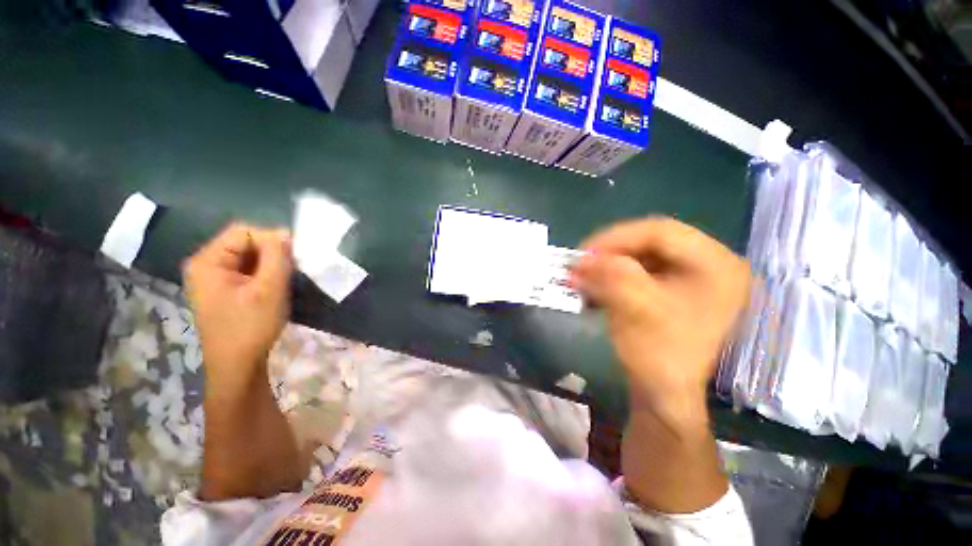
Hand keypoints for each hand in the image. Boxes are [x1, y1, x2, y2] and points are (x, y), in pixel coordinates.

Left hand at [183, 223, 292, 385]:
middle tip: (291, 271)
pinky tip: (274, 287)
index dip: (271, 239)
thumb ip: (277, 256)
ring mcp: (213, 278)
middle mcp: (206, 264)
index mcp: (208, 261)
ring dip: (270, 264)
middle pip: (244, 243)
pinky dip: (265, 274)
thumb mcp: (269, 289)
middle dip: (271, 253)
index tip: (292, 259)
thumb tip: (285, 232)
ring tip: (284, 281)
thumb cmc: (251, 326)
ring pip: (249, 257)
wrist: (237, 365)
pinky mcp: (223, 289)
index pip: (243, 232)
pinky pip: (247, 270)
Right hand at [570, 217, 750, 428]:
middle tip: (581, 262)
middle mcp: (710, 265)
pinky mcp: (673, 289)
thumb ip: (610, 274)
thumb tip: (581, 258)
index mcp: (717, 265)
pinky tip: (595, 286)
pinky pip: (639, 271)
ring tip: (583, 275)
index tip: (584, 252)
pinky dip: (613, 275)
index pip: (661, 231)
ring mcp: (691, 277)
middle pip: (651, 242)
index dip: (617, 237)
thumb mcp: (635, 308)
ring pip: (641, 256)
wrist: (665, 395)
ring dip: (608, 264)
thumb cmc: (660, 354)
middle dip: (610, 251)